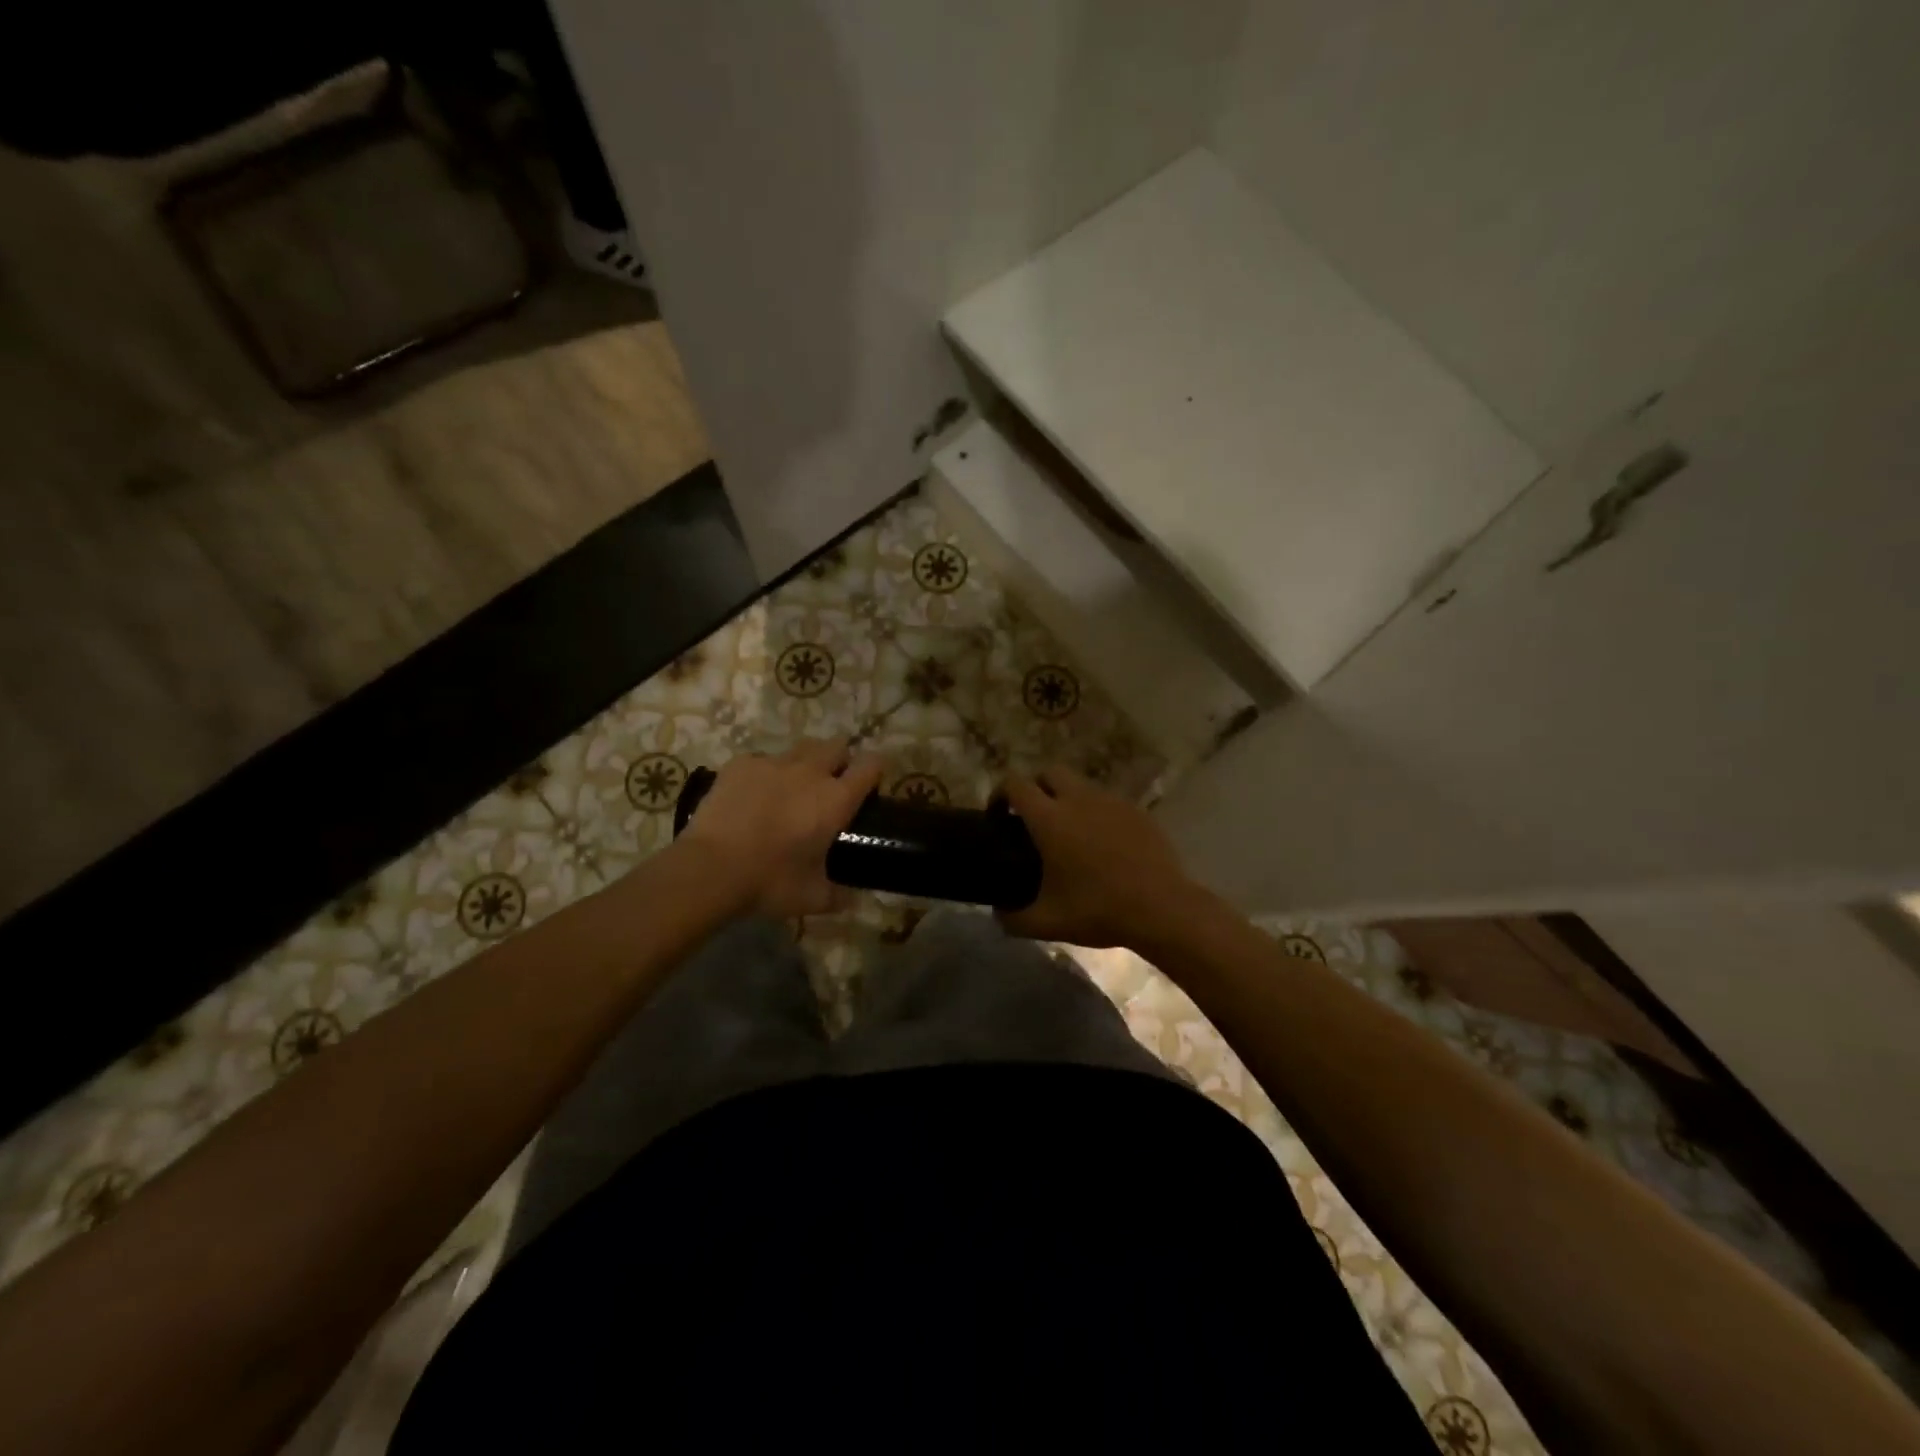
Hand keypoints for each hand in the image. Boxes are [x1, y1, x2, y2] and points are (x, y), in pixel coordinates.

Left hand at [676, 738, 884, 917]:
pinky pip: (762, 759)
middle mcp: (810, 771)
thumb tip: (852, 899)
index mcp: (836, 799)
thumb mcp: (812, 898)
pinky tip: (753, 796)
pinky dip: (765, 773)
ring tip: (793, 787)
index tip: (871, 783)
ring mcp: (773, 763)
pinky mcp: (741, 764)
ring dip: (805, 762)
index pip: (871, 765)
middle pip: (837, 746)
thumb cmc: (769, 882)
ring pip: (801, 748)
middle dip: (839, 760)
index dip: (876, 769)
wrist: (710, 869)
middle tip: (831, 785)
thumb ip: (839, 895)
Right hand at [998, 765, 1201, 948]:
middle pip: (1049, 772)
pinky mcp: (1137, 811)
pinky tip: (1102, 844)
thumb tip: (998, 913)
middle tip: (1032, 818)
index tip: (997, 816)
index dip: (1000, 794)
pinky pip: (1107, 802)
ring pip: (1081, 785)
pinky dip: (1096, 813)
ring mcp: (1111, 802)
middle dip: (1036, 787)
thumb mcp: (1047, 922)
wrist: (1162, 908)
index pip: (1015, 785)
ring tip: (1069, 832)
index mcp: (1050, 819)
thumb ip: (1013, 918)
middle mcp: (1078, 799)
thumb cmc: (1098, 910)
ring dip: (1067, 798)